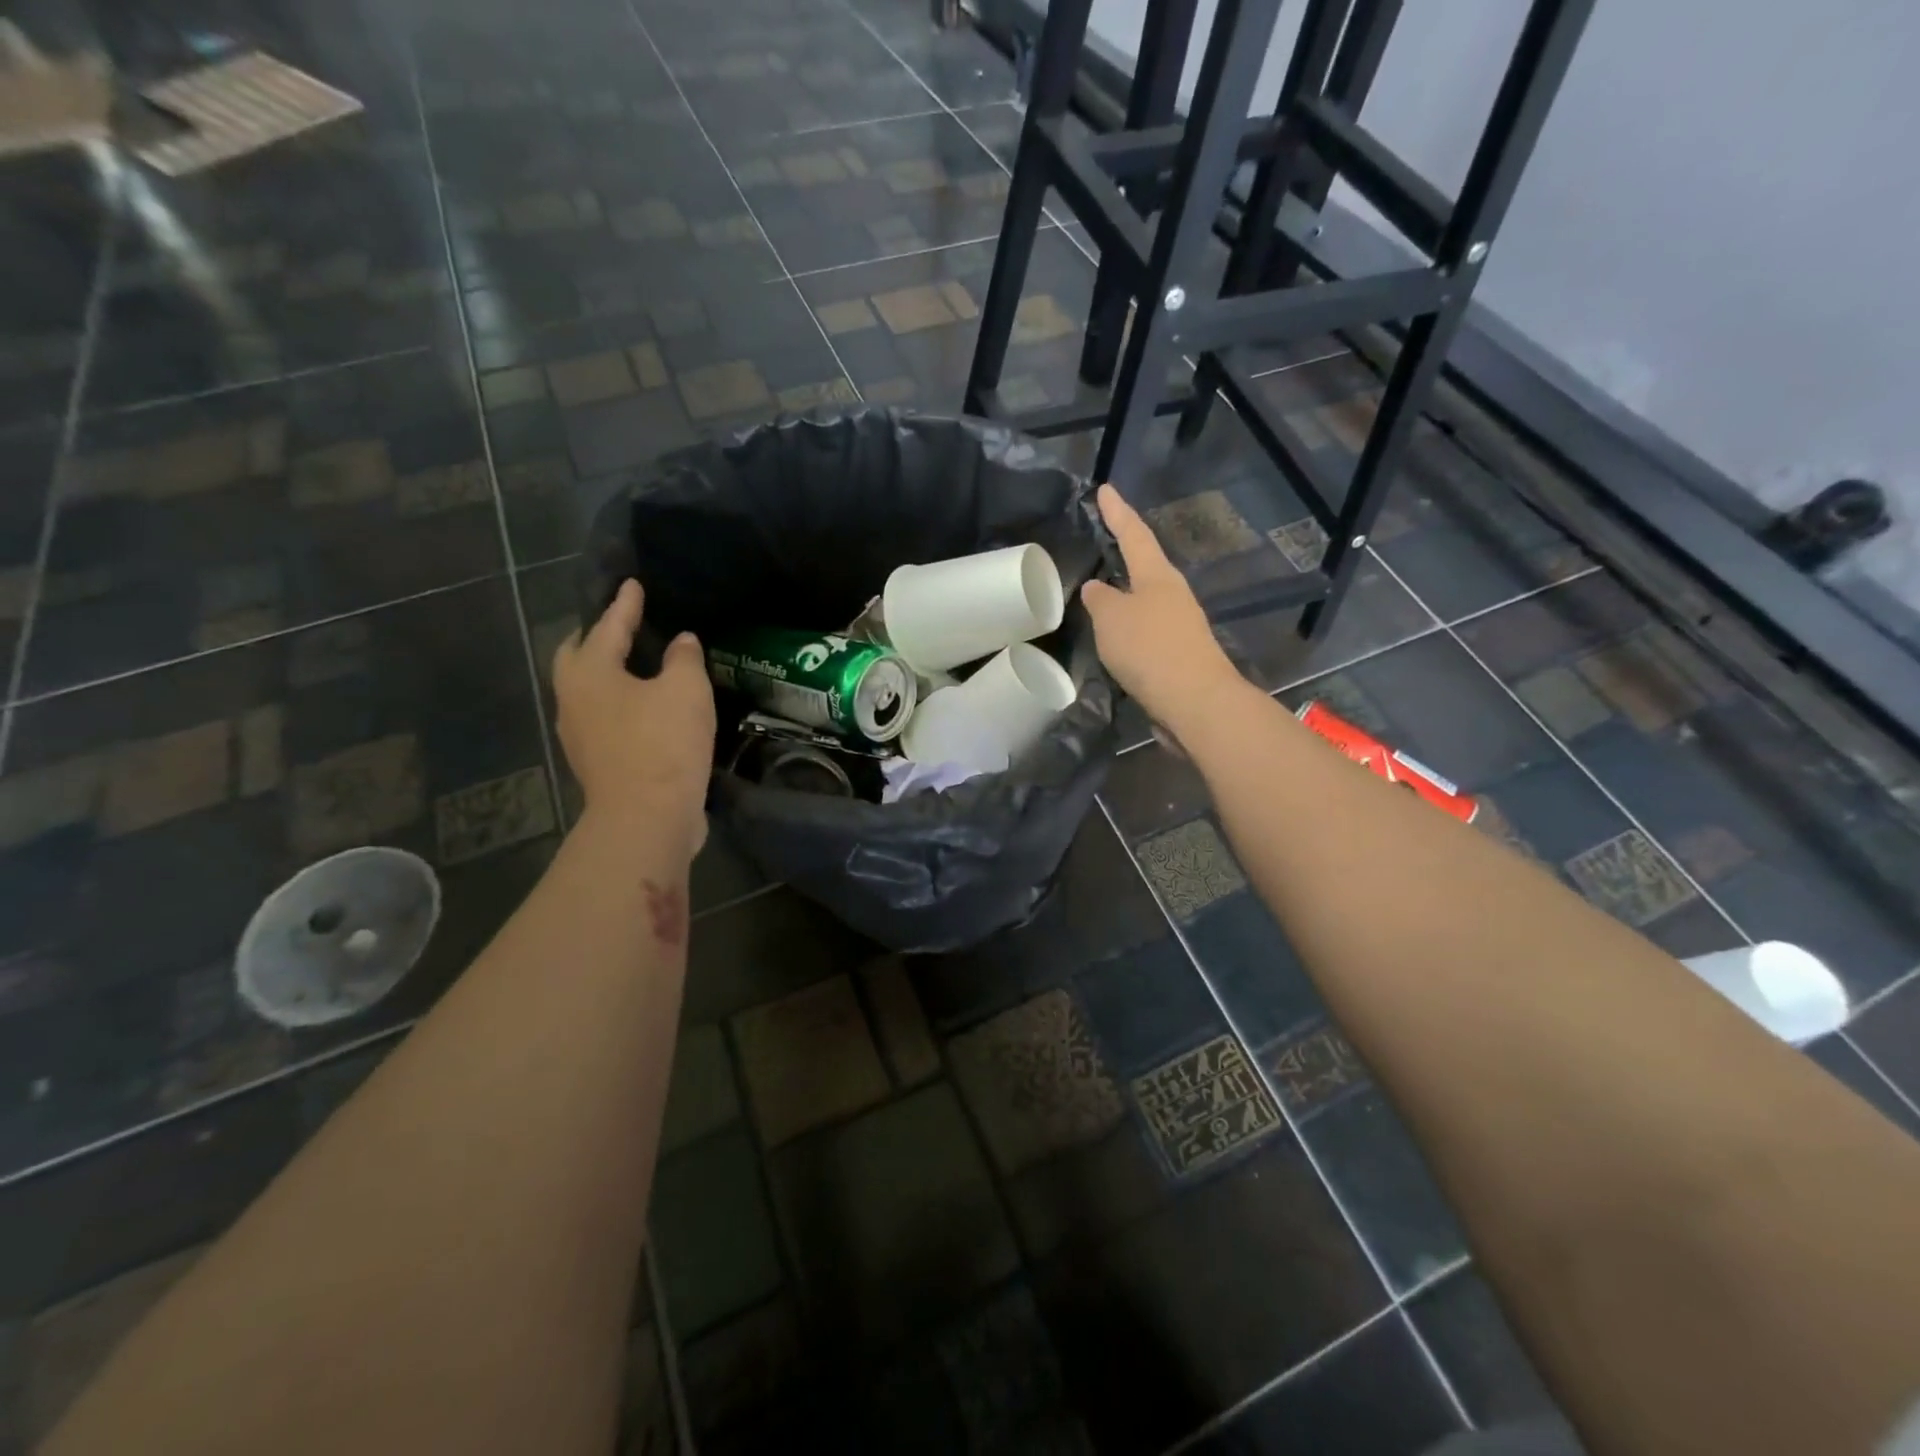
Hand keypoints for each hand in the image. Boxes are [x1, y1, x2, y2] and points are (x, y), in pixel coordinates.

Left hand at [553, 580, 714, 859]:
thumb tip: (681, 641)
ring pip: (586, 690)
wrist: (647, 816)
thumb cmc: (663, 743)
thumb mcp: (685, 690)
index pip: (607, 626)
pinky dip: (618, 702)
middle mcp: (573, 699)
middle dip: (595, 637)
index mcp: (589, 672)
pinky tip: (643, 706)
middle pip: (577, 657)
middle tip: (619, 625)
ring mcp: (579, 734)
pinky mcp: (596, 762)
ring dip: (605, 673)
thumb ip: (684, 658)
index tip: (633, 584)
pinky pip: (602, 717)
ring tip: (633, 664)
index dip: (624, 604)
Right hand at [1081, 484, 1248, 739]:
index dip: (1117, 512)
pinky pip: (1145, 630)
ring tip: (1098, 593)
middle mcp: (1173, 594)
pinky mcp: (1177, 655)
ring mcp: (1179, 625)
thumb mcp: (1111, 619)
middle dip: (1123, 552)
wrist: (1195, 702)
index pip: (1134, 534)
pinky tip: (1113, 637)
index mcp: (1158, 576)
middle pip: (1144, 565)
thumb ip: (1099, 600)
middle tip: (1101, 540)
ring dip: (1123, 595)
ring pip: (1144, 600)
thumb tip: (1096, 588)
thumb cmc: (1150, 649)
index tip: (1105, 489)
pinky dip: (1127, 627)